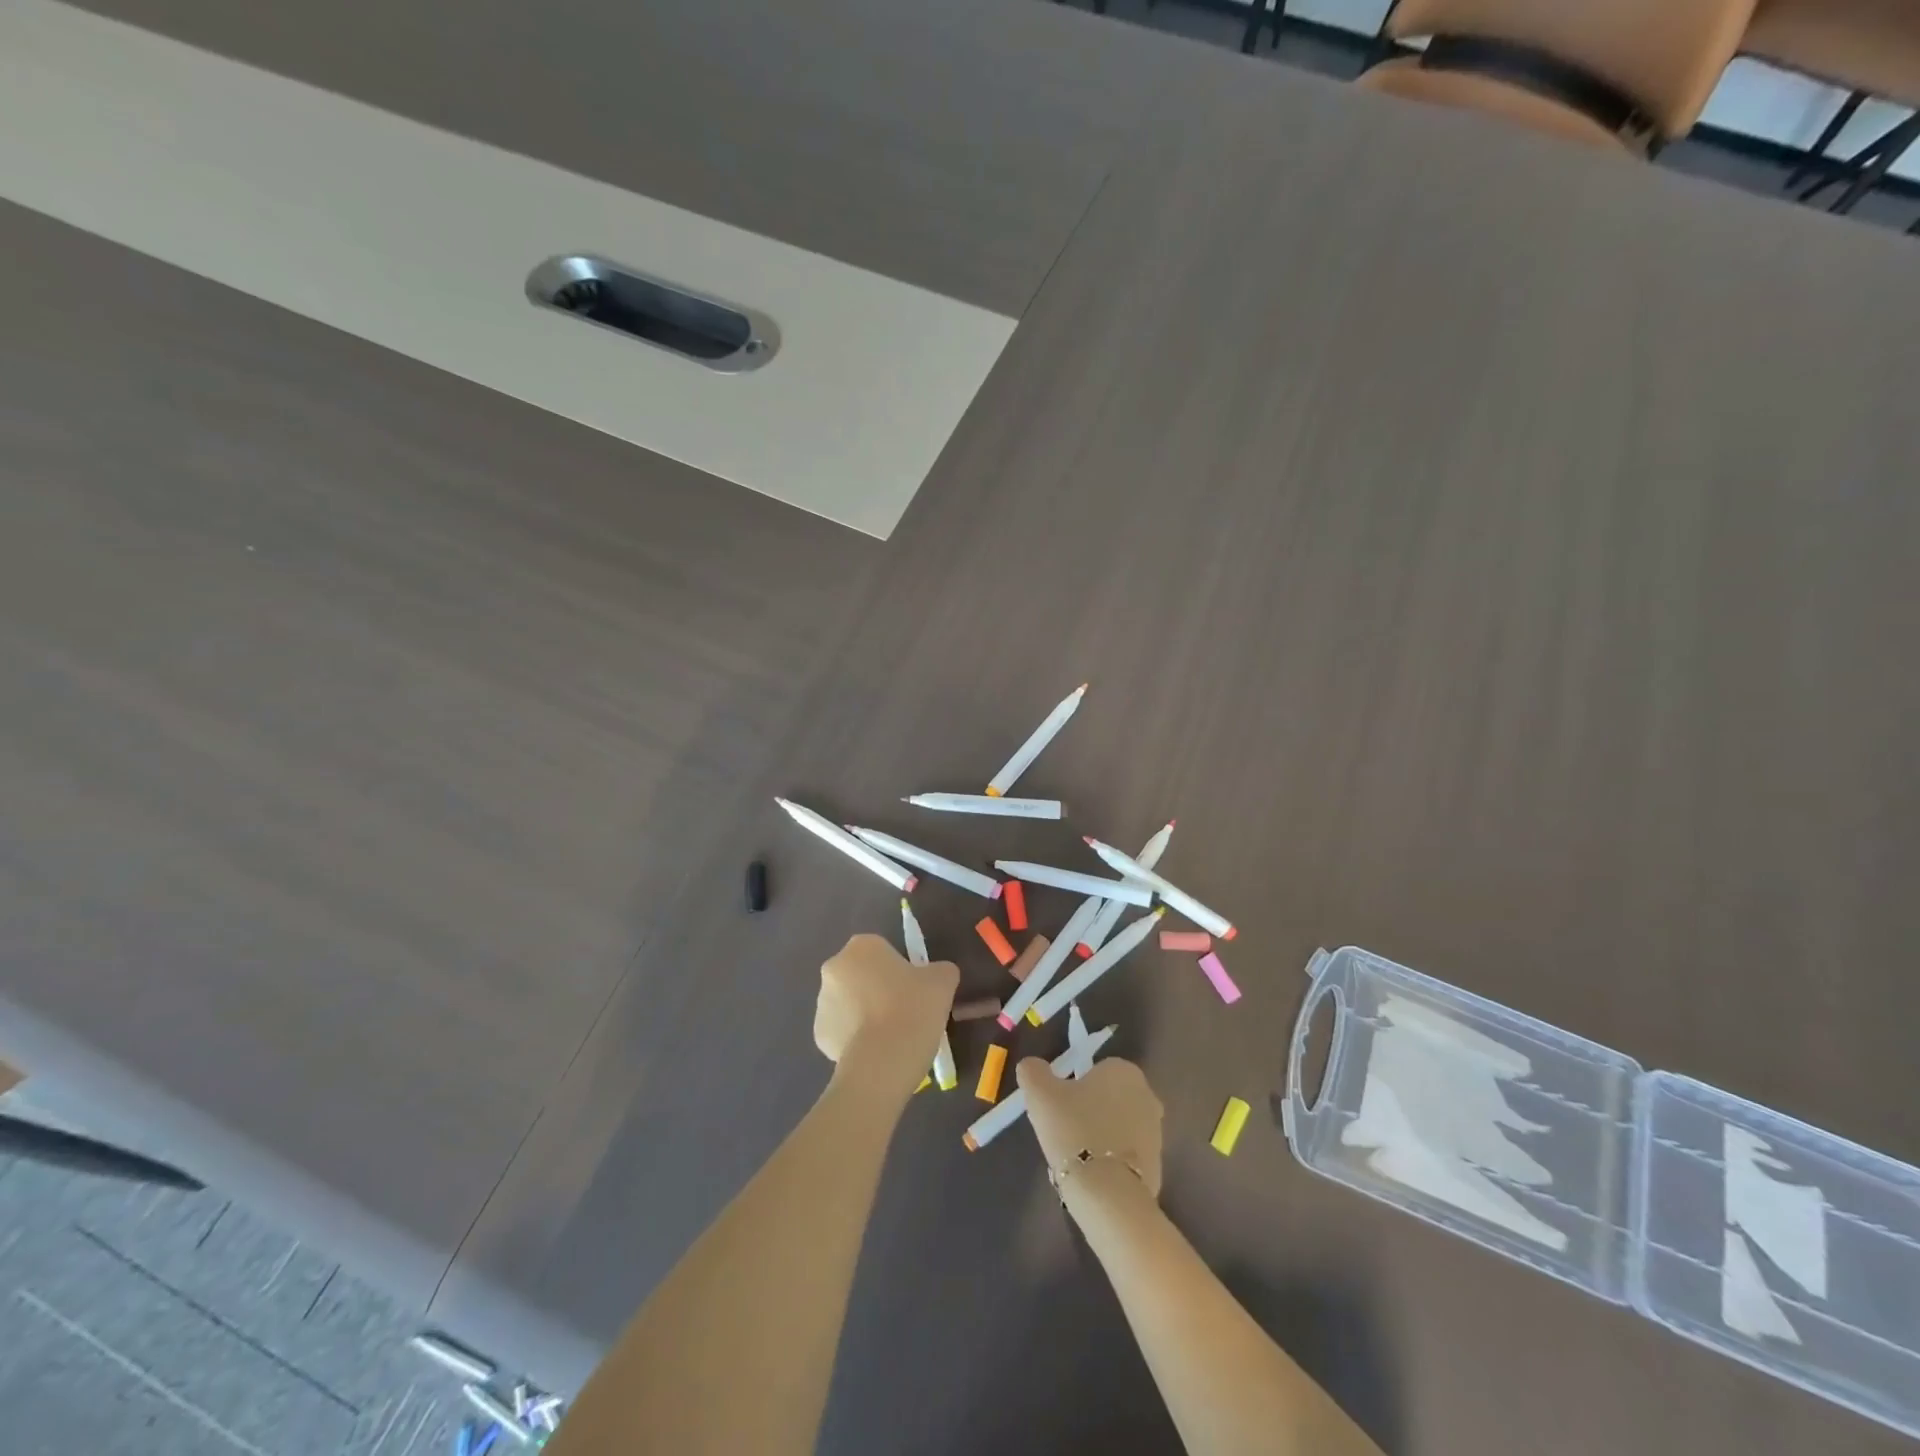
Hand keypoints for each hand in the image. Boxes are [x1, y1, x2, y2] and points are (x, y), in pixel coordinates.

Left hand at [814, 934, 957, 1100]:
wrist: (885, 1061)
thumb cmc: (913, 1008)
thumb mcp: (943, 981)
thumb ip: (940, 970)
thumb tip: (937, 975)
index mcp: (861, 946)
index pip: (881, 951)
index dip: (899, 969)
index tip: (914, 990)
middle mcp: (834, 968)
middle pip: (861, 975)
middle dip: (877, 990)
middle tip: (905, 1012)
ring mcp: (821, 1003)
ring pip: (849, 1004)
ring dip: (865, 1014)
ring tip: (892, 1037)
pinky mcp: (818, 1036)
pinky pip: (842, 1032)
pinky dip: (856, 1040)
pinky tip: (876, 1052)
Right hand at [1017, 1056, 1163, 1198]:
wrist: (1107, 1194)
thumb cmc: (1074, 1130)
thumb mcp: (1040, 1093)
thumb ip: (1033, 1071)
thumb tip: (1031, 1066)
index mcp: (1124, 1071)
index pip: (1095, 1071)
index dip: (1074, 1087)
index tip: (1060, 1108)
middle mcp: (1147, 1095)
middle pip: (1109, 1098)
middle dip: (1090, 1111)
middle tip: (1065, 1131)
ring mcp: (1156, 1133)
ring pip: (1118, 1127)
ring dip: (1101, 1136)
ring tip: (1077, 1157)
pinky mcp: (1158, 1166)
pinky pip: (1126, 1156)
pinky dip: (1111, 1162)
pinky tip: (1093, 1177)